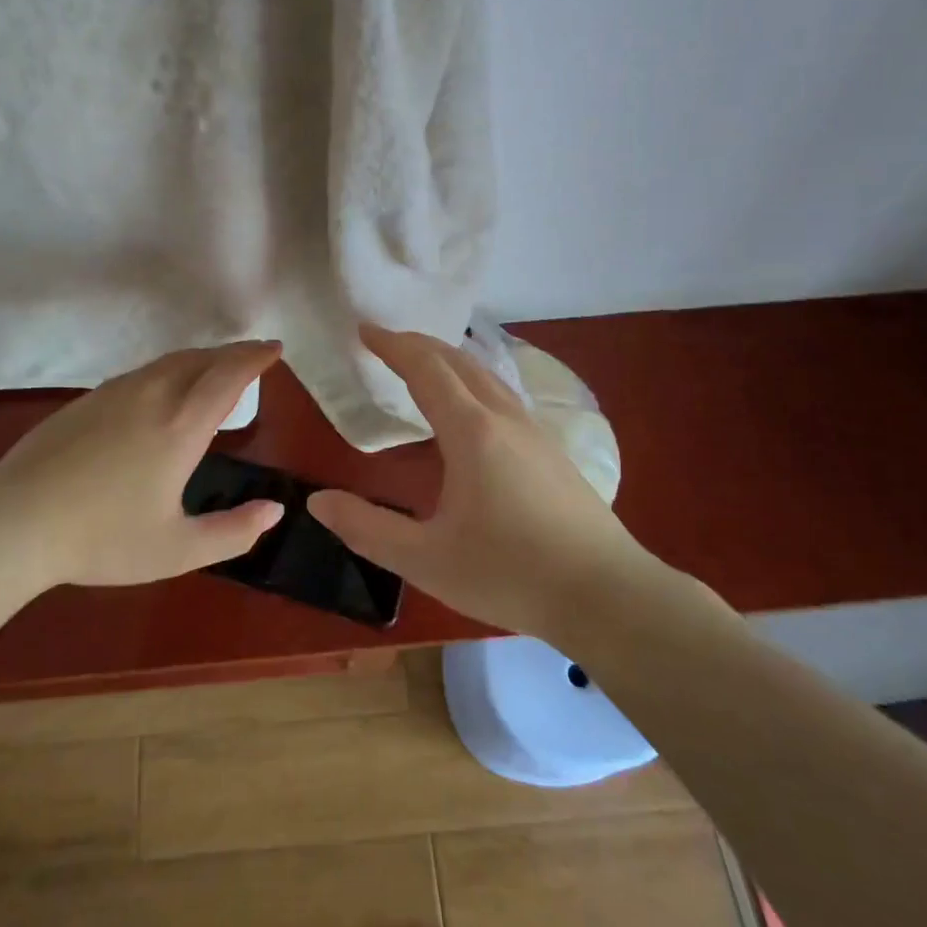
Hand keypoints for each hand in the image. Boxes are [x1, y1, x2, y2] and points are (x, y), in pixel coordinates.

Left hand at [0, 341, 285, 589]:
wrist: (15, 521)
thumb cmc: (102, 538)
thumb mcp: (177, 550)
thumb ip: (233, 532)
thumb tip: (275, 510)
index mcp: (180, 426)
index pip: (228, 376)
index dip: (254, 358)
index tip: (275, 348)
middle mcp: (152, 396)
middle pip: (201, 359)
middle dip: (233, 353)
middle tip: (254, 354)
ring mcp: (114, 394)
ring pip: (168, 362)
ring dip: (201, 359)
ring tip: (216, 369)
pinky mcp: (87, 401)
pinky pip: (142, 373)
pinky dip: (170, 370)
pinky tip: (163, 391)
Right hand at [308, 326, 654, 636]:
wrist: (608, 596)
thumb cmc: (510, 574)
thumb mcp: (426, 559)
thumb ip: (367, 528)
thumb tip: (317, 502)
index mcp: (471, 432)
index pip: (425, 368)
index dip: (392, 345)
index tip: (364, 330)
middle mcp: (504, 418)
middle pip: (458, 361)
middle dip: (419, 344)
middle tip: (386, 342)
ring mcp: (535, 432)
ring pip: (486, 376)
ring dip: (449, 361)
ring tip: (423, 366)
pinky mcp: (552, 451)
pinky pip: (503, 395)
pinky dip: (472, 382)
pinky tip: (470, 411)